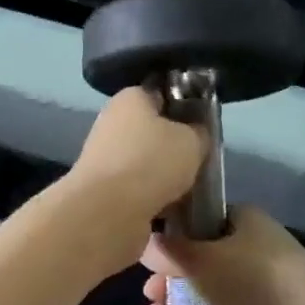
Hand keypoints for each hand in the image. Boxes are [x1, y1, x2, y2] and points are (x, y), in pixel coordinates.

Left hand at [65, 87, 207, 228]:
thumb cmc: (152, 162)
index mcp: (130, 99)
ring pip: (145, 162)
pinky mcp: (103, 188)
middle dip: (175, 147)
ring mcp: (104, 156)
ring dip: (164, 176)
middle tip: (198, 161)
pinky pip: (136, 188)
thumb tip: (195, 133)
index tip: (202, 126)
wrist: (108, 211)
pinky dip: (152, 197)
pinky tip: (171, 209)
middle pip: (153, 131)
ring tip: (189, 190)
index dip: (183, 107)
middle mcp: (112, 122)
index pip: (160, 94)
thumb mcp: (192, 141)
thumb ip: (198, 133)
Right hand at [140, 206, 304, 304]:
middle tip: (149, 291)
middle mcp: (251, 253)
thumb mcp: (202, 258)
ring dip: (175, 304)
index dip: (176, 231)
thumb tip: (147, 242)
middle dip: (170, 276)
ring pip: (204, 293)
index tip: (150, 248)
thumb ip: (171, 250)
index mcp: (246, 223)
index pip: (205, 218)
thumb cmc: (252, 280)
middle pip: (200, 260)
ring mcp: (253, 293)